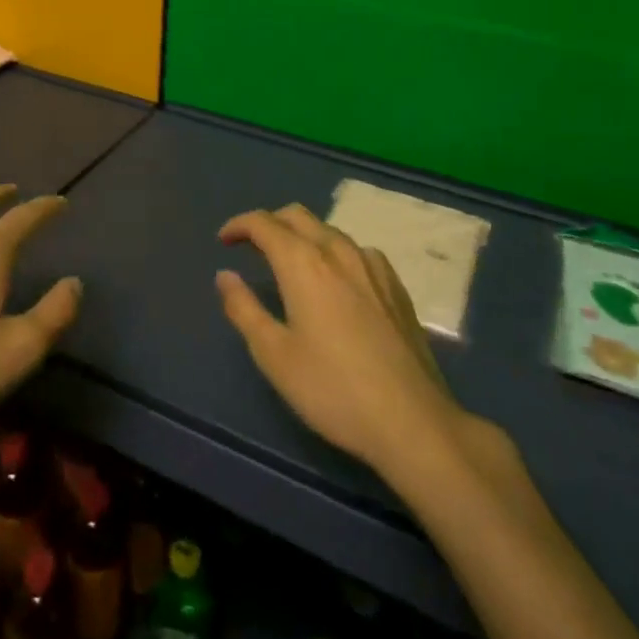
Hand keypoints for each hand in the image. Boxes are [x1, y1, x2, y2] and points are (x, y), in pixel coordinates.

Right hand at [216, 204, 498, 479]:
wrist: (414, 422)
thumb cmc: (333, 389)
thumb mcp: (274, 355)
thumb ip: (244, 309)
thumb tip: (225, 276)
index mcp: (303, 263)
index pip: (263, 223)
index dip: (239, 225)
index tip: (224, 241)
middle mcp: (337, 251)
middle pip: (296, 215)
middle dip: (269, 223)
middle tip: (251, 246)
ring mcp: (372, 266)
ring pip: (328, 230)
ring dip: (302, 235)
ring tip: (290, 264)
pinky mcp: (395, 286)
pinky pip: (356, 250)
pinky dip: (333, 252)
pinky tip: (336, 280)